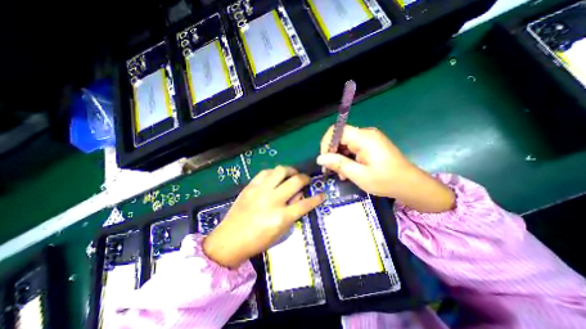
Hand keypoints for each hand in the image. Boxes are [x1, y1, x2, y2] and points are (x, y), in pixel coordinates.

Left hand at [204, 166, 324, 268]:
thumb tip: (300, 197)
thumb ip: (293, 214)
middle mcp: (272, 200)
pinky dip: (274, 173)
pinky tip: (276, 177)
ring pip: (280, 170)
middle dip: (305, 178)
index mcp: (281, 217)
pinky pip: (265, 172)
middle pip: (295, 181)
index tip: (322, 194)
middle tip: (306, 180)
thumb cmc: (257, 241)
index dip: (317, 198)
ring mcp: (260, 191)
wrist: (229, 240)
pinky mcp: (250, 186)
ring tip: (292, 174)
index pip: (305, 204)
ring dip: (290, 170)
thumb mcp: (280, 232)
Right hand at [319, 124, 454, 213]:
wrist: (410, 185)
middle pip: (340, 137)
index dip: (327, 143)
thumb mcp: (359, 175)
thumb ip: (338, 164)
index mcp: (364, 138)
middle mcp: (366, 134)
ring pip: (345, 144)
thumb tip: (319, 158)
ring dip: (339, 158)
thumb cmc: (386, 181)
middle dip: (333, 153)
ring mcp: (369, 139)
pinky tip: (348, 171)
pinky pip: (353, 148)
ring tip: (341, 174)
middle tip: (332, 171)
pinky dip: (347, 158)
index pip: (337, 131)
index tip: (325, 160)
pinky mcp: (371, 145)